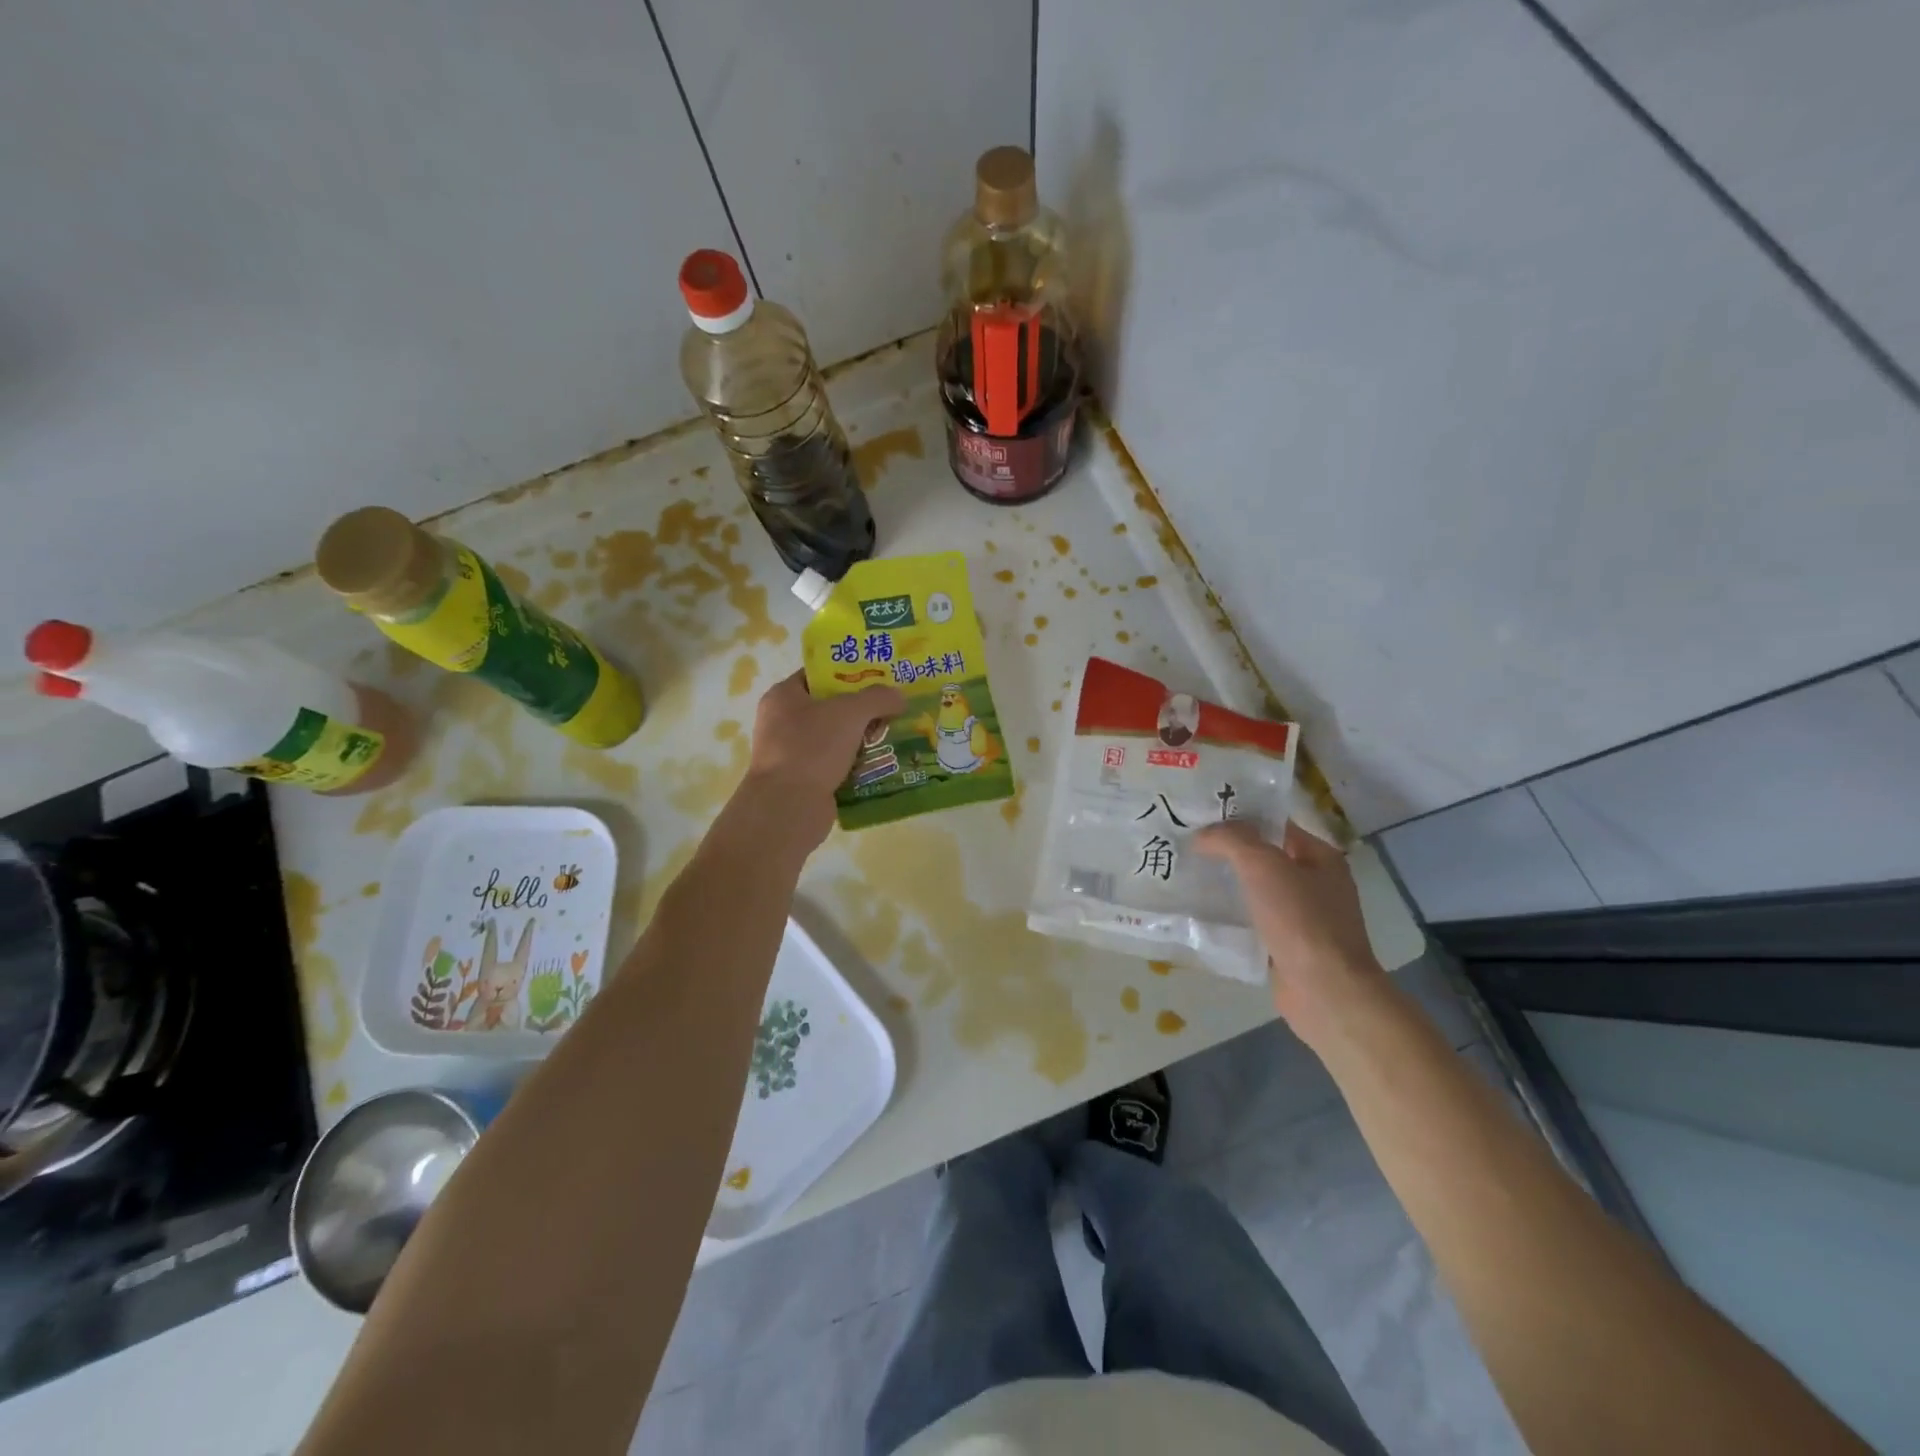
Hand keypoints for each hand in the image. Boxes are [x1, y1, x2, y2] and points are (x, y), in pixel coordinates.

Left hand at [738, 671, 904, 847]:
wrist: (789, 808)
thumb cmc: (812, 747)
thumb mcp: (850, 712)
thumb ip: (878, 698)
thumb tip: (899, 697)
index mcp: (783, 696)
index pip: (818, 675)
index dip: (849, 672)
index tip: (879, 677)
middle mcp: (782, 722)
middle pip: (830, 707)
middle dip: (862, 709)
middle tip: (893, 708)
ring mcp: (792, 754)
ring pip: (836, 739)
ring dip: (863, 739)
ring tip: (895, 736)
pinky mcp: (804, 781)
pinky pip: (836, 765)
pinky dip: (857, 765)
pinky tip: (882, 765)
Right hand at [1194, 820, 1385, 1041]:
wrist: (1325, 991)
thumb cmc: (1300, 920)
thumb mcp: (1264, 865)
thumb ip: (1232, 840)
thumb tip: (1203, 834)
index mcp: (1321, 857)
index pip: (1275, 825)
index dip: (1240, 817)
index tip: (1200, 817)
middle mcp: (1316, 883)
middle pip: (1265, 857)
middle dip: (1228, 852)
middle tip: (1187, 845)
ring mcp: (1304, 918)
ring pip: (1257, 891)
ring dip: (1228, 885)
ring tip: (1188, 877)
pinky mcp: (1288, 946)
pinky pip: (1255, 921)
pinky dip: (1233, 917)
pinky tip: (1204, 915)